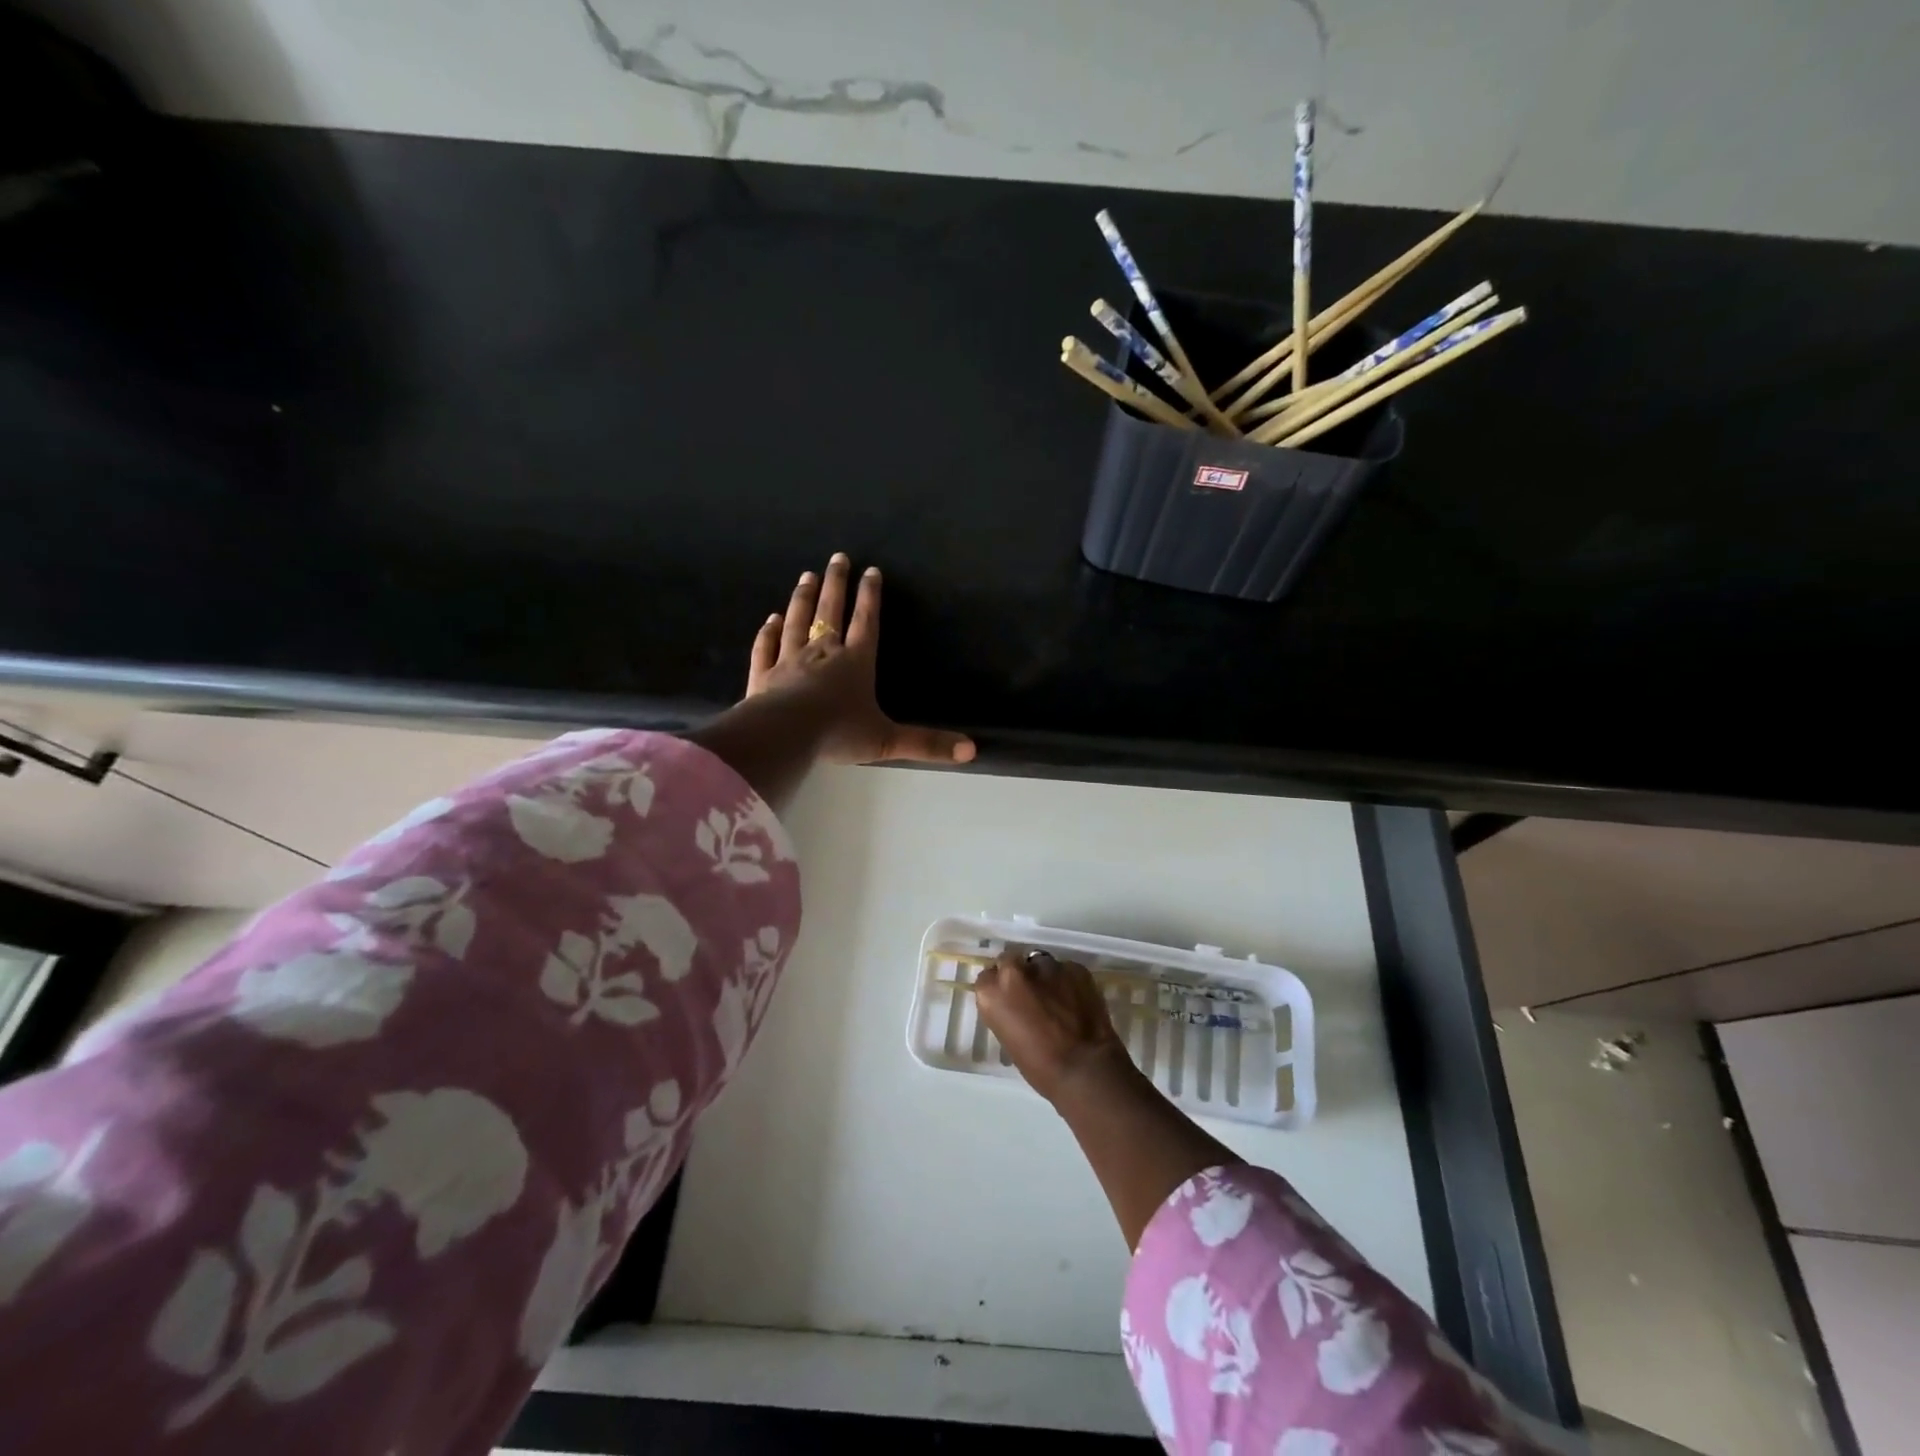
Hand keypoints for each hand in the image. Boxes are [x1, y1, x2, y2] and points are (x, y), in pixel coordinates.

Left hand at [744, 553, 975, 766]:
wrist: (785, 735)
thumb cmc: (839, 733)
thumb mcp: (888, 741)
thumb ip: (927, 744)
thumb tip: (971, 751)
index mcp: (855, 662)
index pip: (866, 622)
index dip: (870, 596)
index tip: (870, 571)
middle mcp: (822, 652)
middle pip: (830, 611)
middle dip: (836, 584)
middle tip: (837, 557)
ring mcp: (789, 660)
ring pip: (796, 621)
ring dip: (803, 598)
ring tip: (807, 576)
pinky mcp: (763, 675)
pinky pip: (766, 647)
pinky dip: (768, 632)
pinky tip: (769, 619)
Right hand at [974, 950, 1134, 1104]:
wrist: (1085, 1068)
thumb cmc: (1040, 1067)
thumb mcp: (1008, 1039)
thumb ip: (1007, 1011)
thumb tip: (1017, 1005)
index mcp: (992, 993)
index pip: (987, 977)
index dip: (1000, 988)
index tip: (1009, 1000)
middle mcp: (1014, 972)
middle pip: (1010, 961)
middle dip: (1019, 974)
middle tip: (1031, 994)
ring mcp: (1046, 966)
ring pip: (1041, 963)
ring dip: (1045, 977)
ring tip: (1058, 998)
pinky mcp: (1074, 967)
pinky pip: (1067, 970)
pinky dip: (1069, 982)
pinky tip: (1077, 1000)